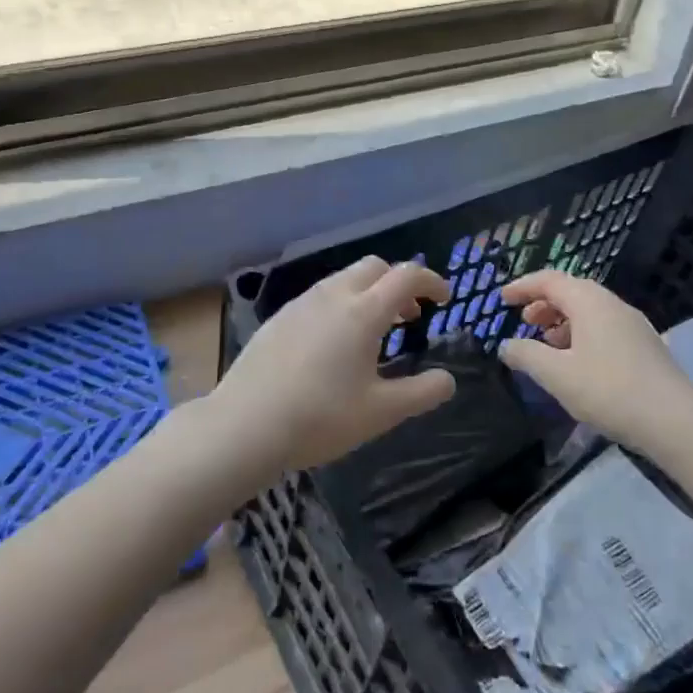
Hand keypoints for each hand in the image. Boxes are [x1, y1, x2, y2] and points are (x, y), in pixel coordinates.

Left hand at [211, 256, 455, 474]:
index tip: (444, 298)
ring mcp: (301, 304)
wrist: (245, 424)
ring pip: (343, 280)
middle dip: (398, 283)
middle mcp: (333, 296)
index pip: (407, 275)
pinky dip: (340, 305)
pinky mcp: (278, 318)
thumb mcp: (381, 412)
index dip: (431, 281)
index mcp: (364, 311)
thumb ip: (422, 393)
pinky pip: (319, 297)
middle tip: (408, 317)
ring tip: (373, 333)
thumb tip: (448, 380)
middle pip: (374, 267)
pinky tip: (333, 344)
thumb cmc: (321, 417)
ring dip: (368, 293)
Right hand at [498, 270, 692, 454]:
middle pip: (571, 291)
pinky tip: (577, 363)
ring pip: (589, 311)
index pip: (549, 280)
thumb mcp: (557, 375)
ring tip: (547, 345)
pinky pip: (604, 327)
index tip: (501, 299)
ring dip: (562, 321)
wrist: (675, 421)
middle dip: (543, 304)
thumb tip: (506, 345)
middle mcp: (612, 304)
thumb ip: (526, 355)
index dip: (523, 287)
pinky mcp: (645, 345)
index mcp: (589, 301)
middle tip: (524, 323)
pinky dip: (581, 334)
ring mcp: (633, 324)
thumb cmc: (609, 390)